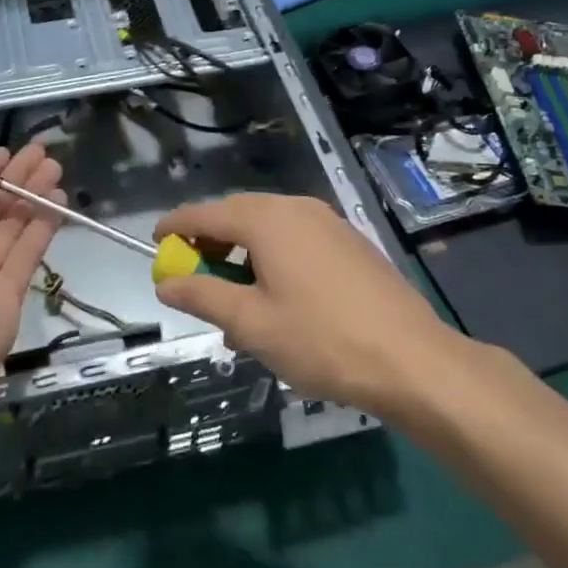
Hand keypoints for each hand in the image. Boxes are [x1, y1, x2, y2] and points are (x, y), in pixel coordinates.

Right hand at [152, 193, 455, 417]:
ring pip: (269, 227)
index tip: (155, 244)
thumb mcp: (251, 323)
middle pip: (238, 214)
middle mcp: (296, 207)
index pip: (205, 213)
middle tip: (191, 272)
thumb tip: (165, 283)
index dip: (175, 226)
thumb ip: (203, 296)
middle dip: (209, 240)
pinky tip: (275, 296)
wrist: (412, 360)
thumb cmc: (321, 339)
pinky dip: (273, 256)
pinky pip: (296, 238)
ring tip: (232, 294)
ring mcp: (328, 222)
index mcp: (266, 219)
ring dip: (242, 251)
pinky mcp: (350, 242)